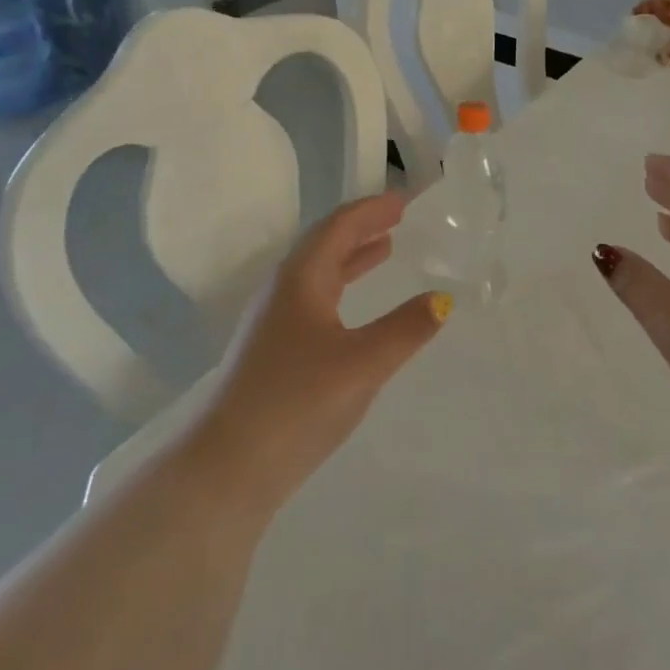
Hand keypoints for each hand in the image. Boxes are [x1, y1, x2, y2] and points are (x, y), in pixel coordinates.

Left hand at [190, 192, 449, 512]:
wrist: (226, 469)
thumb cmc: (296, 403)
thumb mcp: (362, 363)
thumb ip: (406, 329)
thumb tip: (442, 299)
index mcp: (301, 278)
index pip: (339, 226)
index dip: (372, 209)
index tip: (404, 199)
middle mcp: (283, 290)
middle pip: (326, 244)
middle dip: (363, 228)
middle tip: (398, 218)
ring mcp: (273, 321)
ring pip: (318, 274)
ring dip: (352, 258)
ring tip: (385, 250)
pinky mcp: (272, 352)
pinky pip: (314, 300)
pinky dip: (341, 289)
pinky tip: (354, 310)